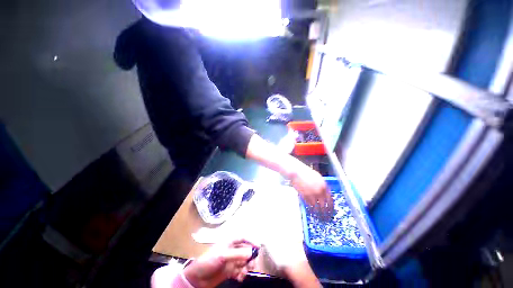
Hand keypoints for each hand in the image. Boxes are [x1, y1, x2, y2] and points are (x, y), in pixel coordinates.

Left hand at [183, 239, 257, 287]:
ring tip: (243, 274)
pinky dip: (242, 274)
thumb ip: (237, 254)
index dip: (251, 241)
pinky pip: (240, 271)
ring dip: (246, 268)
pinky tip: (239, 278)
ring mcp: (231, 261)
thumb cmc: (209, 261)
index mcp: (230, 242)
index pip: (243, 238)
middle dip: (250, 258)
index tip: (258, 247)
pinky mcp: (230, 271)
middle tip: (251, 265)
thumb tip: (252, 252)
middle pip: (246, 251)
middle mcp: (232, 250)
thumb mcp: (223, 256)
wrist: (197, 278)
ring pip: (244, 262)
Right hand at [290, 165, 332, 214]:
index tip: (331, 211)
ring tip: (320, 218)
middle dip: (326, 213)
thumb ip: (322, 186)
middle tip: (326, 218)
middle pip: (325, 206)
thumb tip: (324, 193)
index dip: (331, 207)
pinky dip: (311, 210)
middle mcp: (320, 192)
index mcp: (324, 186)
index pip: (330, 200)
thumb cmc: (306, 172)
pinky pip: (309, 205)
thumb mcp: (318, 177)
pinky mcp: (305, 196)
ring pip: (317, 207)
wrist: (297, 172)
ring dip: (318, 214)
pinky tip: (311, 212)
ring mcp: (312, 195)